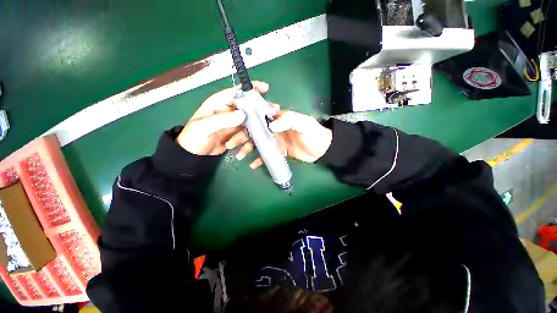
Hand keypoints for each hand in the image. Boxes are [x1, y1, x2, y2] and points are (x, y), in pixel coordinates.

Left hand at [176, 81, 268, 154]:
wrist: (195, 155)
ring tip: (266, 131)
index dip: (251, 89)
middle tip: (273, 112)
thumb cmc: (194, 137)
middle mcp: (229, 111)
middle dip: (261, 110)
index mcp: (219, 103)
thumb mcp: (204, 127)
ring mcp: (235, 123)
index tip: (266, 88)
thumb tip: (242, 114)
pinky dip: (250, 141)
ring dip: (257, 128)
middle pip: (249, 107)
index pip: (237, 92)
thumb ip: (222, 120)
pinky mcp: (238, 134)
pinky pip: (249, 134)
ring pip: (251, 122)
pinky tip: (249, 147)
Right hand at [225, 109, 332, 168]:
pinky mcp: (279, 151)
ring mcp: (276, 141)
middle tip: (231, 144)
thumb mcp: (303, 123)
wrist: (322, 149)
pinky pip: (267, 155)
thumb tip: (271, 125)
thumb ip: (289, 120)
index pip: (260, 118)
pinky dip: (259, 159)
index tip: (235, 127)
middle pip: (256, 132)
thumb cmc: (313, 134)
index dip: (247, 122)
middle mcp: (275, 129)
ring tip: (239, 156)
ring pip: (259, 144)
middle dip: (243, 137)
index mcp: (279, 120)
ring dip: (248, 149)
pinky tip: (252, 164)